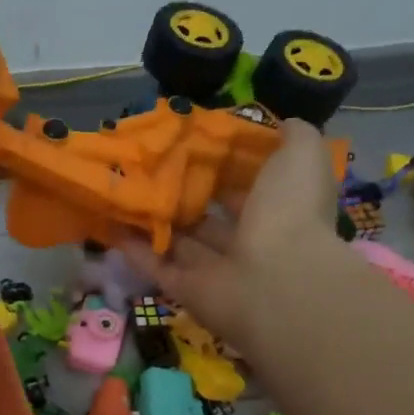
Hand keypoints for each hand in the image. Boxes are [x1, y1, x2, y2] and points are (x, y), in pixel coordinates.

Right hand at [120, 119, 362, 351]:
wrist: (276, 282)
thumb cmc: (289, 211)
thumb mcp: (302, 156)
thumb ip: (294, 136)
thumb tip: (281, 123)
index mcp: (278, 210)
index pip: (248, 186)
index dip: (223, 166)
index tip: (191, 143)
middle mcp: (248, 242)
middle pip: (209, 217)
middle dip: (184, 194)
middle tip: (149, 166)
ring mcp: (216, 271)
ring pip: (181, 242)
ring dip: (156, 220)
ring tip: (123, 191)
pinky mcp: (186, 291)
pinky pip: (157, 266)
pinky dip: (135, 249)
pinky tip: (111, 223)